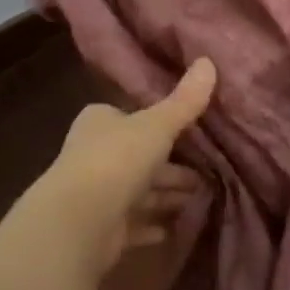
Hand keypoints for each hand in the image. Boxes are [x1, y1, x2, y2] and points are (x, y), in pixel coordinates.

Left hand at [35, 58, 216, 271]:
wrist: (80, 219)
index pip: (131, 117)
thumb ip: (184, 102)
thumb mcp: (157, 126)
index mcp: (101, 122)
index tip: (190, 133)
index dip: (158, 124)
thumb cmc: (117, 160)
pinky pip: (134, 223)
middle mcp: (94, 154)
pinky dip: (152, 224)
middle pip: (139, 157)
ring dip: (166, 195)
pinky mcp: (102, 228)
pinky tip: (175, 227)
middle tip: (207, 172)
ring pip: (139, 191)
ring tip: (201, 198)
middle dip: (171, 166)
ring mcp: (97, 193)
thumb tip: (208, 61)